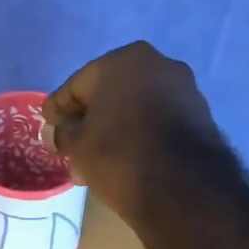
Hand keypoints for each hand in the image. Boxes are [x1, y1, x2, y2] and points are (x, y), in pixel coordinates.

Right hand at [43, 41, 228, 224]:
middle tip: (72, 151)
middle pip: (109, 95)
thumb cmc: (118, 156)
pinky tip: (128, 161)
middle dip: (89, 123)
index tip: (47, 127)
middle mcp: (157, 64)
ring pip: (135, 110)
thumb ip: (63, 132)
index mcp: (122, 60)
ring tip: (98, 164)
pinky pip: (158, 123)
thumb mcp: (78, 146)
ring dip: (115, 131)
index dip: (58, 109)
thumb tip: (56, 131)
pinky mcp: (200, 116)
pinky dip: (140, 137)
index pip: (78, 85)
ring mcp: (184, 89)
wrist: (182, 188)